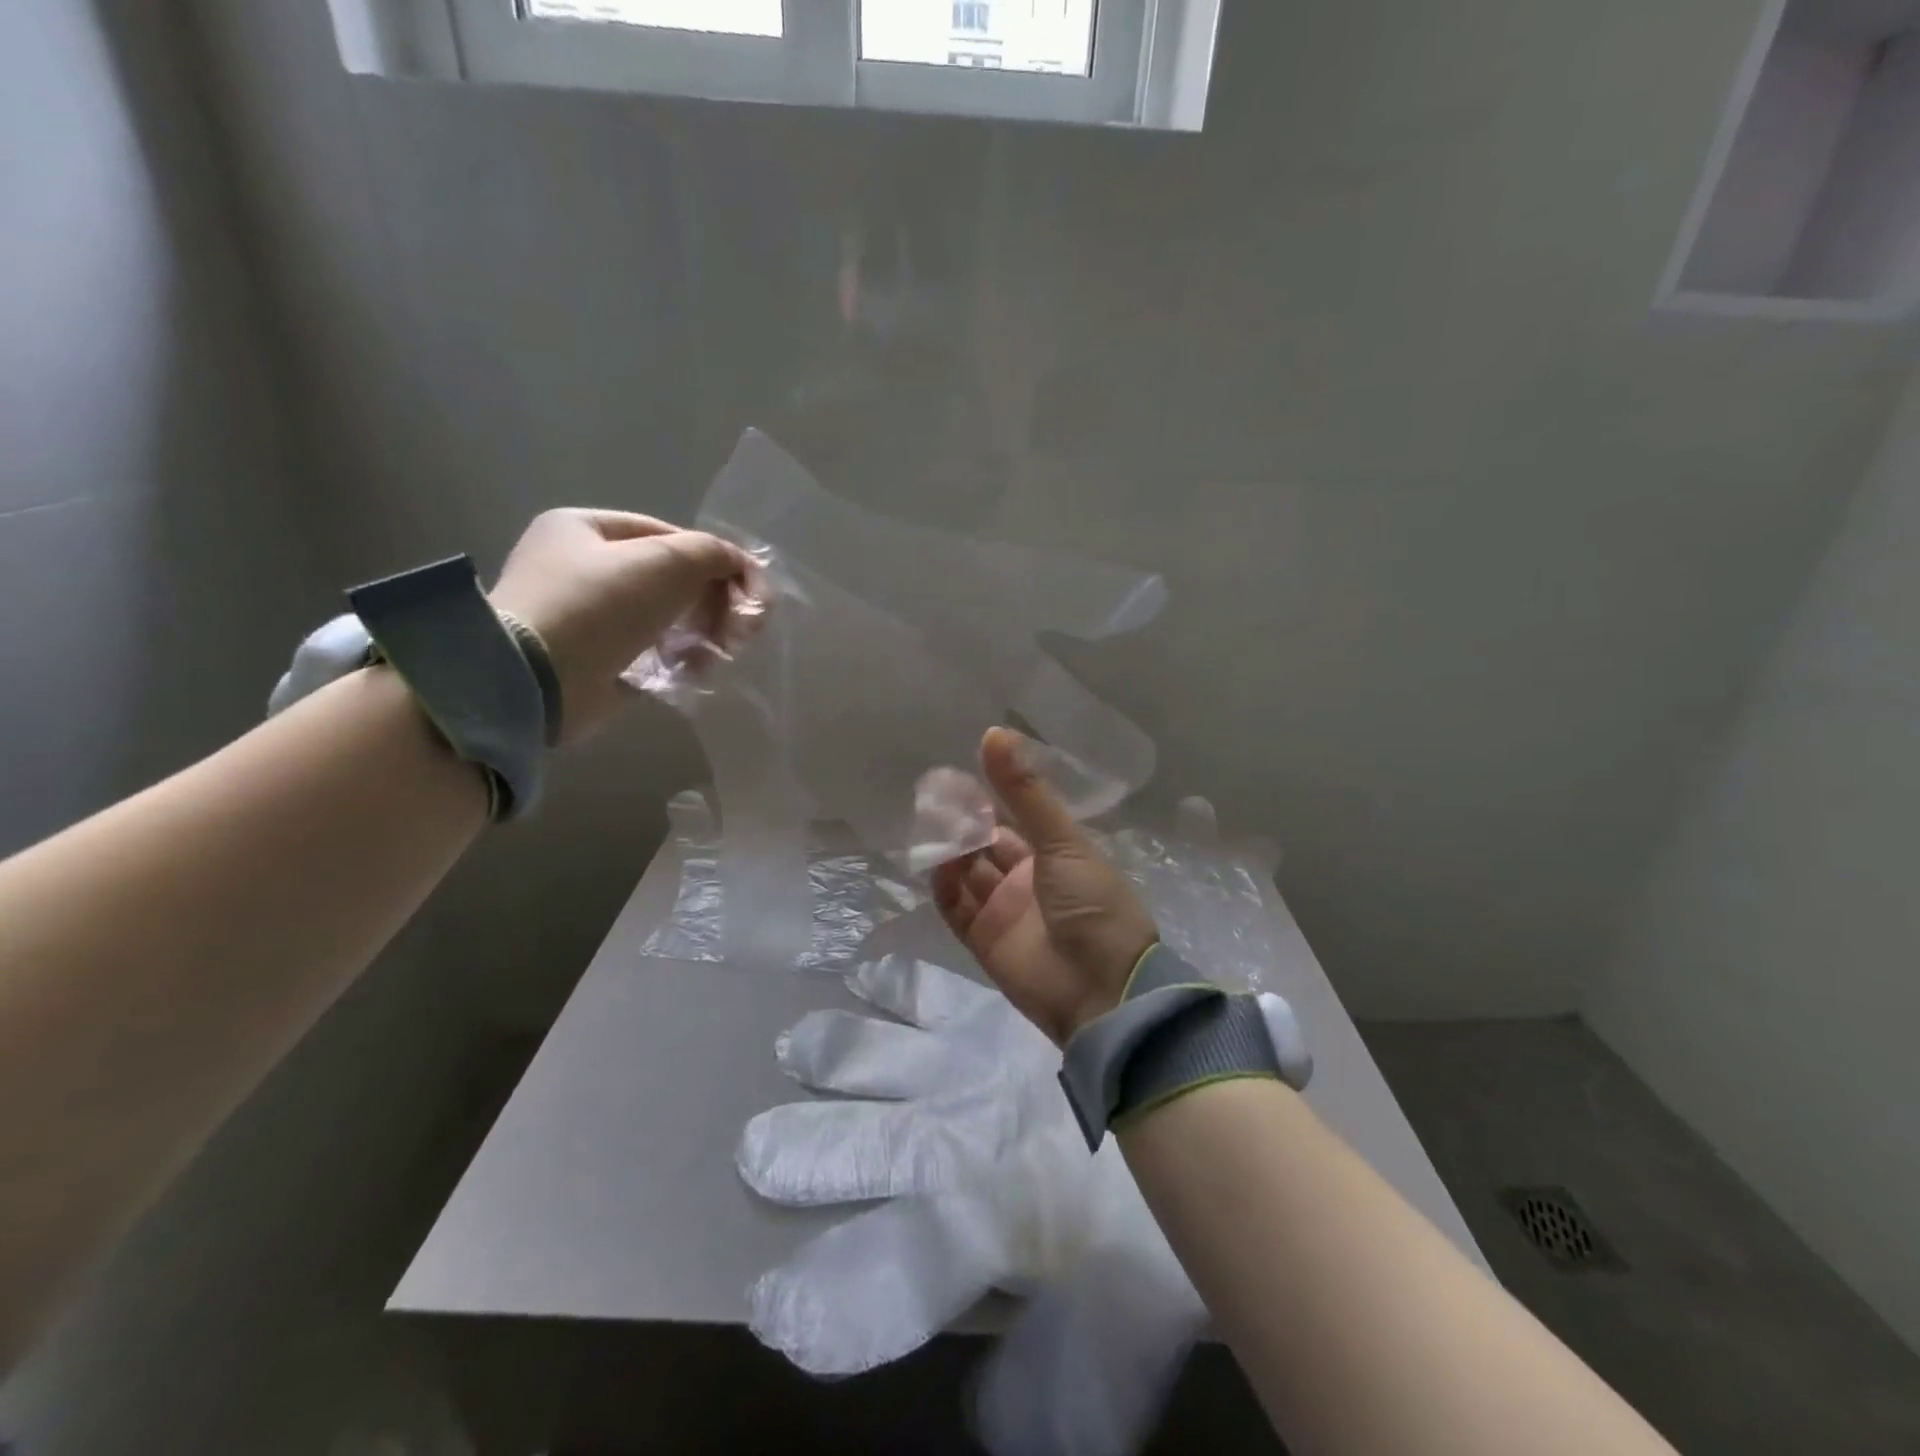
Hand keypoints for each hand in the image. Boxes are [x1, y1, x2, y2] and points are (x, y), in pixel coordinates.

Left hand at [489, 509, 748, 743]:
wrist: (537, 680)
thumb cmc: (598, 605)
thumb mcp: (664, 561)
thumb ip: (711, 553)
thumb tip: (740, 564)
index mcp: (584, 529)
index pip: (668, 536)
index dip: (715, 560)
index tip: (748, 590)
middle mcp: (582, 570)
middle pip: (671, 580)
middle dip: (715, 602)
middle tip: (743, 628)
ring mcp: (589, 620)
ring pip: (668, 619)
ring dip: (704, 634)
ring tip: (723, 652)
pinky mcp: (599, 663)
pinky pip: (654, 654)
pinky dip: (682, 661)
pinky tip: (697, 671)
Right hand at [932, 728, 1158, 1044]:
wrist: (1102, 992)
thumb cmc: (1093, 905)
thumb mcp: (1063, 843)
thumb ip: (1026, 793)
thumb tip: (994, 733)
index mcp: (1057, 855)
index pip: (1016, 819)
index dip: (990, 797)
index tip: (960, 772)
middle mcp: (1029, 880)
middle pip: (987, 844)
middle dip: (965, 822)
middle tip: (935, 796)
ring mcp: (1005, 911)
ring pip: (968, 873)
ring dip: (951, 850)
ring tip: (930, 824)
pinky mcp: (984, 941)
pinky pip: (957, 908)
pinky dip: (944, 886)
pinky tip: (936, 864)